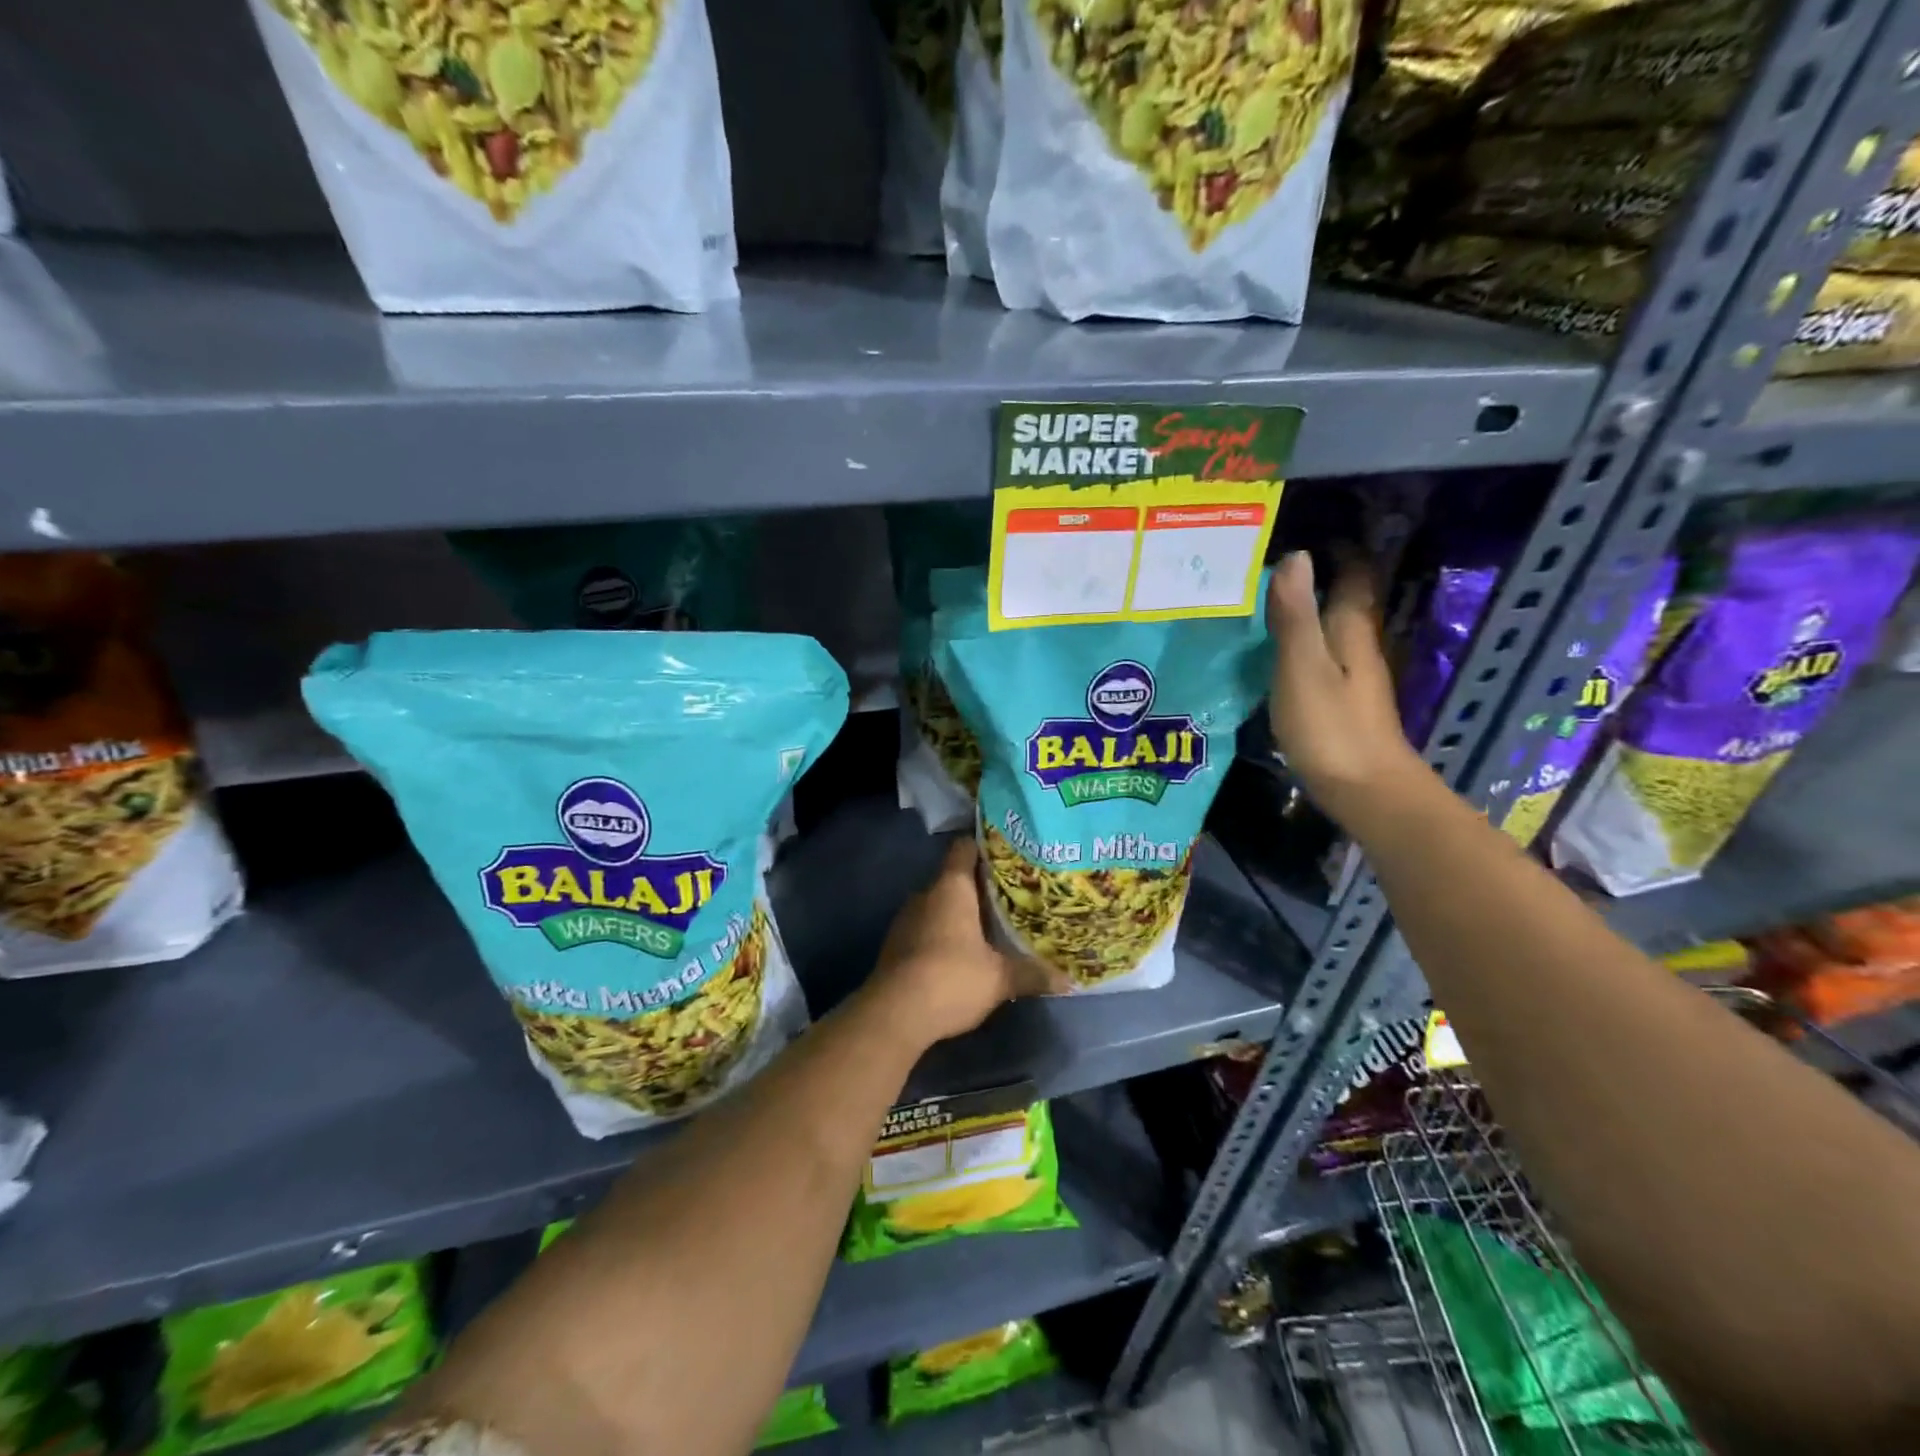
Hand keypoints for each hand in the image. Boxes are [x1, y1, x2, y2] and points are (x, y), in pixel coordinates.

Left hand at [866, 837, 1055, 1046]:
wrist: (893, 1014)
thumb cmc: (951, 979)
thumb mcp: (1000, 979)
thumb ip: (1032, 974)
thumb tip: (1067, 980)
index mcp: (951, 887)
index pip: (964, 848)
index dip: (985, 846)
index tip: (1008, 853)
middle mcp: (925, 894)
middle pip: (954, 878)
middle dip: (980, 887)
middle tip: (1011, 896)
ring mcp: (906, 919)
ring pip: (939, 905)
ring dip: (960, 913)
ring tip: (990, 925)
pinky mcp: (895, 944)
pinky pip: (926, 927)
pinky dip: (943, 934)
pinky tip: (962, 953)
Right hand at [1266, 551, 1428, 828]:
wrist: (1365, 792)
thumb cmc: (1331, 728)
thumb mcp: (1302, 669)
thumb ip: (1294, 617)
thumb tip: (1295, 556)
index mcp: (1350, 631)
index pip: (1352, 575)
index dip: (1337, 550)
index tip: (1303, 530)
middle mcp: (1356, 646)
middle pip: (1342, 599)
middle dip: (1316, 575)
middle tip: (1268, 562)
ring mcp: (1351, 676)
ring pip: (1330, 627)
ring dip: (1305, 609)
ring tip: (1261, 598)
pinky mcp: (1339, 702)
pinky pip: (1319, 655)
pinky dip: (1299, 641)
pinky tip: (1270, 649)